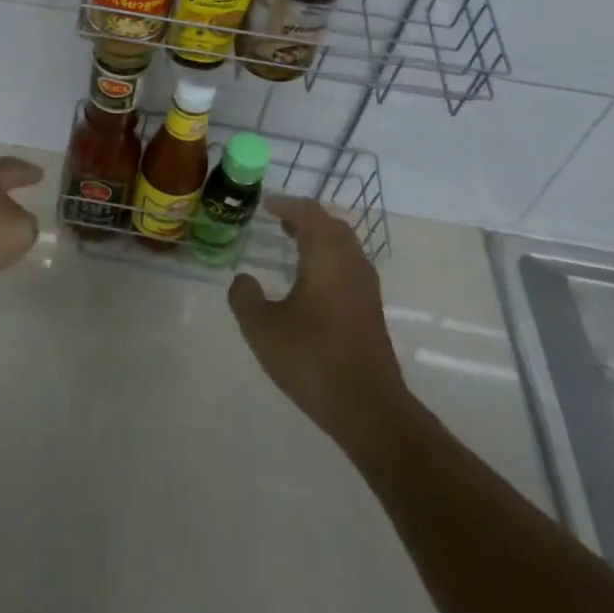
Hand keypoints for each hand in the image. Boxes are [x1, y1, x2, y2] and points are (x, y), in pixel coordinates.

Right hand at [227, 196, 407, 445]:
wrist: (368, 408)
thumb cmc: (312, 359)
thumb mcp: (261, 328)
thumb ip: (245, 297)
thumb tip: (243, 279)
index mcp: (327, 258)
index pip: (309, 214)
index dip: (286, 204)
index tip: (265, 204)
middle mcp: (351, 264)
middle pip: (332, 226)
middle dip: (305, 218)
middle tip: (278, 220)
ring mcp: (366, 288)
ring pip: (344, 247)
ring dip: (319, 238)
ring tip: (292, 243)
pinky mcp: (370, 310)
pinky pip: (348, 266)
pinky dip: (328, 259)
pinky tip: (309, 281)